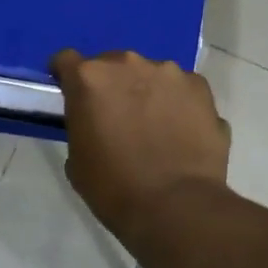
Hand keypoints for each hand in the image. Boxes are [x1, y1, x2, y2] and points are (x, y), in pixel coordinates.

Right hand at [51, 49, 230, 238]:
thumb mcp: (77, 159)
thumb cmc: (114, 188)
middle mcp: (128, 64)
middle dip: (112, 85)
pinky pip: (182, 89)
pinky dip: (178, 103)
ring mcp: (169, 73)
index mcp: (90, 79)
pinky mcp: (201, 88)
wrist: (176, 206)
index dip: (67, 77)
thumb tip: (94, 123)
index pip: (66, 61)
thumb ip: (82, 126)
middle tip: (117, 116)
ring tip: (155, 126)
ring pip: (151, 74)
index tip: (72, 94)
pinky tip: (182, 132)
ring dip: (147, 91)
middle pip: (113, 64)